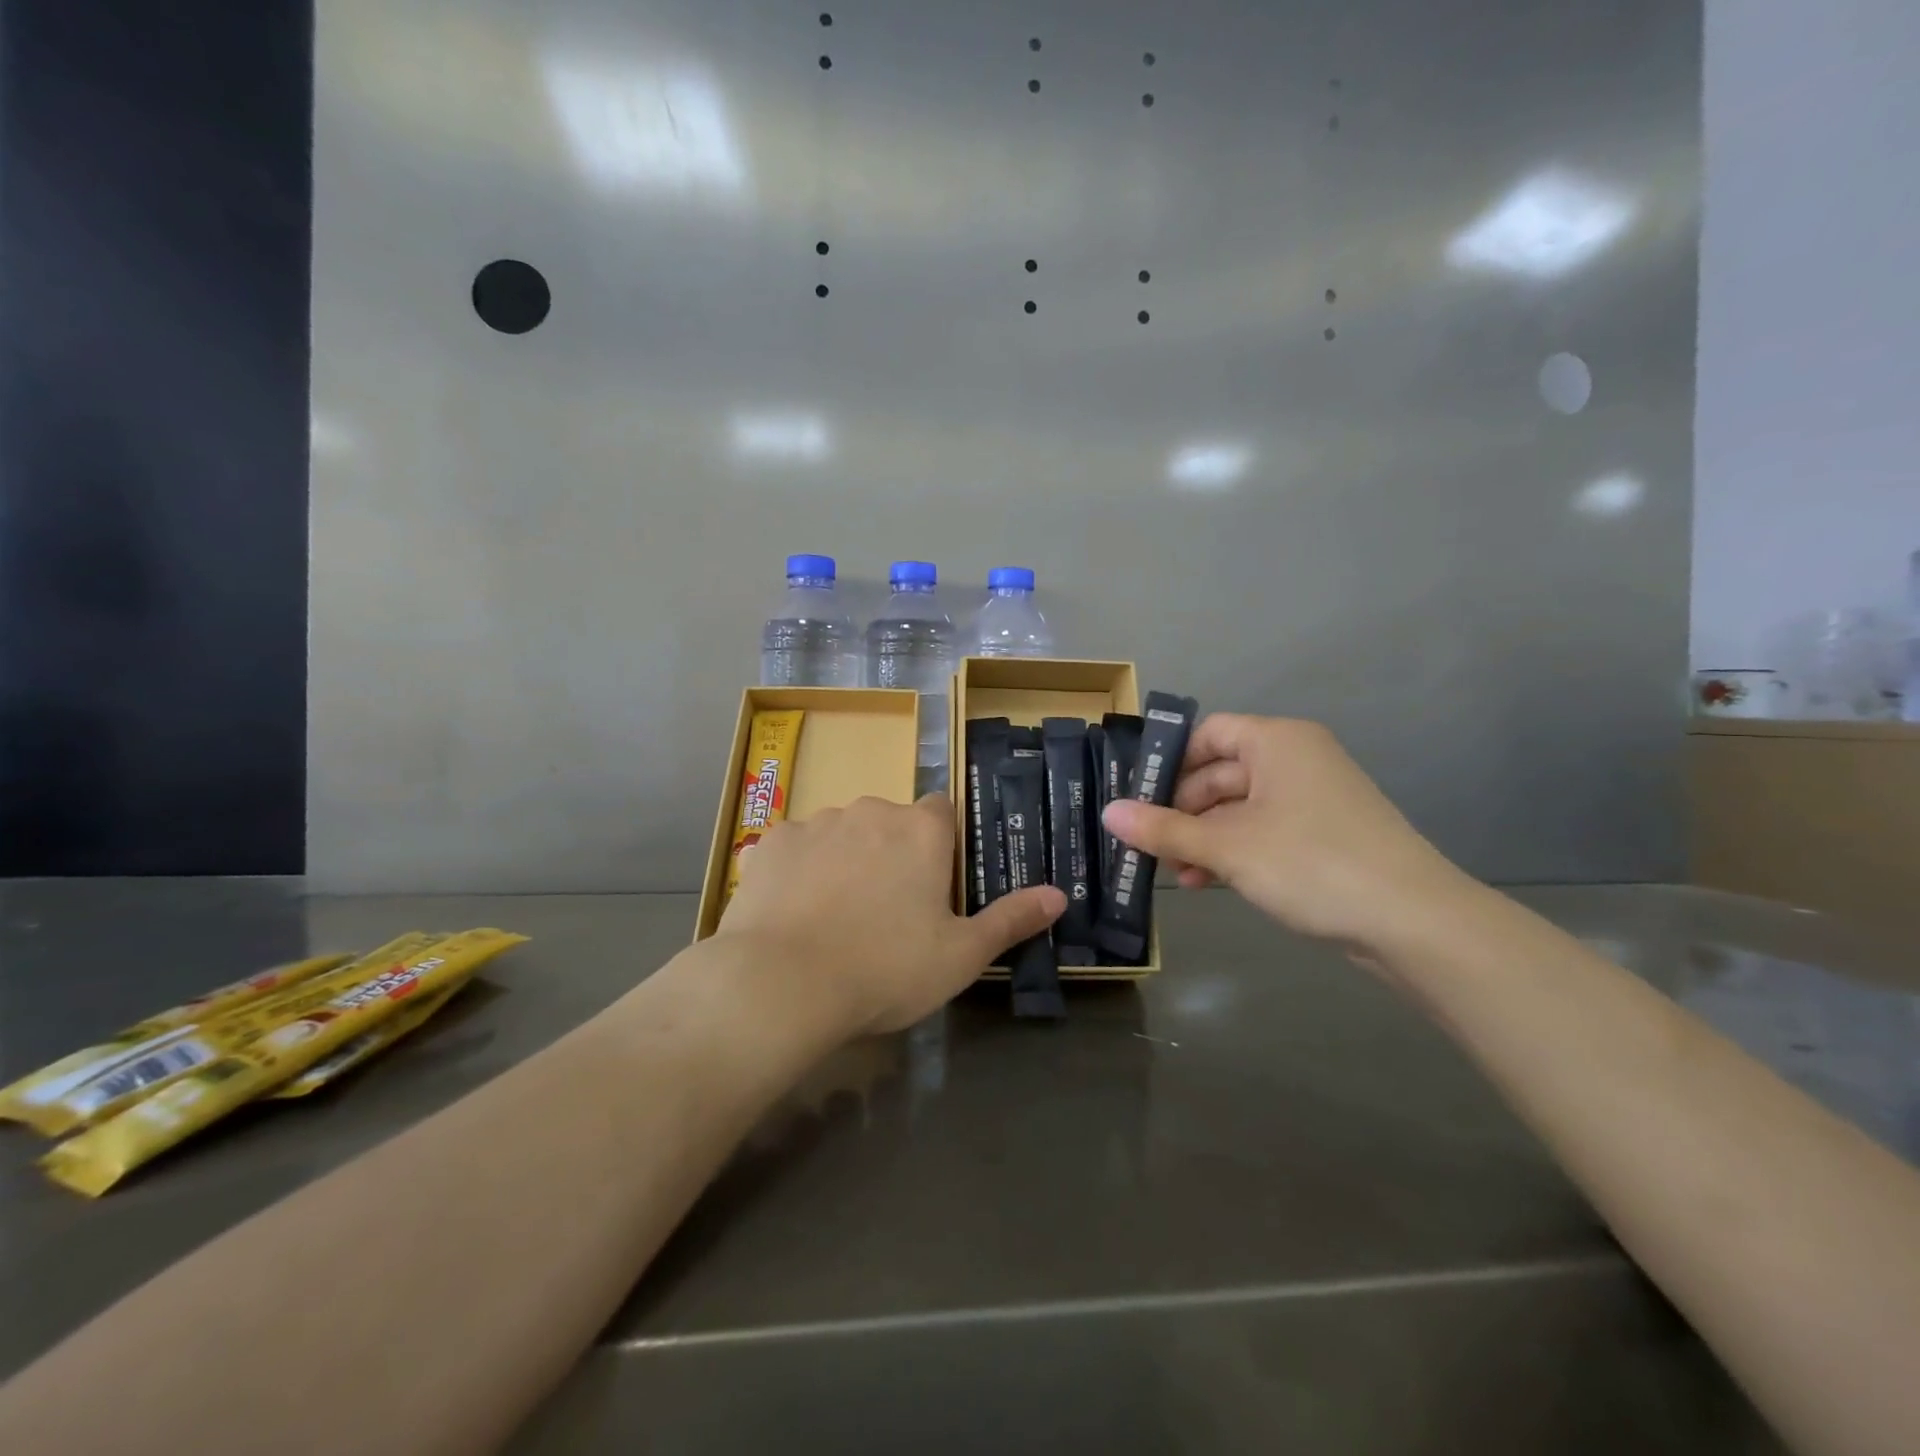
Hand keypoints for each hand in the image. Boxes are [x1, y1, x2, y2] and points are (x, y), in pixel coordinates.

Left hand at [718, 794, 1065, 1035]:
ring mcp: (816, 822)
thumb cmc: (887, 967)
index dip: (940, 846)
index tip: (933, 886)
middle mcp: (870, 810)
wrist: (785, 983)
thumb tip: (1060, 895)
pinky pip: (794, 850)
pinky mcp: (770, 843)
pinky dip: (798, 871)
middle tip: (885, 912)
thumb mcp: (961, 955)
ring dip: (844, 860)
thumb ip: (1011, 919)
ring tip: (834, 917)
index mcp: (921, 830)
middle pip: (889, 823)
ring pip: (841, 833)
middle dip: (891, 854)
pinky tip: (791, 912)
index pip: (942, 812)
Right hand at [1102, 715, 1470, 952]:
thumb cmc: (1312, 864)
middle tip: (1147, 845)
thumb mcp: (1228, 847)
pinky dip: (1232, 851)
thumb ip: (1165, 829)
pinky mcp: (1322, 835)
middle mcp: (1295, 760)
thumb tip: (1108, 813)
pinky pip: (1262, 831)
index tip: (1135, 798)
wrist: (1413, 922)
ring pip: (1238, 808)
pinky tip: (1208, 882)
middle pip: (1219, 773)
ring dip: (1202, 837)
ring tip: (1174, 872)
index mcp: (1276, 742)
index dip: (1168, 763)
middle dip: (1181, 811)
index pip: (1207, 734)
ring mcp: (1312, 799)